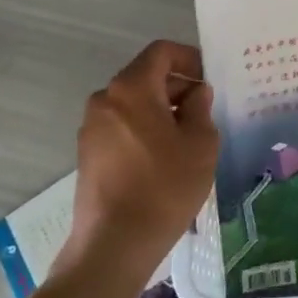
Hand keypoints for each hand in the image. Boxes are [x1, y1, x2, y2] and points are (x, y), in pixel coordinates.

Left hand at [66, 40, 219, 275]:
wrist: (113, 246)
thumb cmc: (164, 187)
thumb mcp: (200, 144)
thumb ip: (201, 108)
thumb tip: (196, 93)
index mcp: (131, 88)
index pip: (161, 52)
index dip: (189, 58)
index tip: (209, 81)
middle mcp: (105, 99)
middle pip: (146, 76)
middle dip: (178, 87)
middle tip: (205, 112)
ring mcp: (91, 128)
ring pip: (134, 103)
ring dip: (162, 110)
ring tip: (188, 139)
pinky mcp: (88, 154)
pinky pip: (122, 126)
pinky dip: (144, 129)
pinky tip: (164, 159)